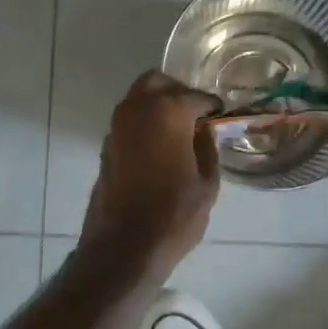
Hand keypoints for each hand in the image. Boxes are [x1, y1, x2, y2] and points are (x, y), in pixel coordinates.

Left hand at [80, 71, 221, 277]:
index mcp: (168, 112)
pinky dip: (144, 123)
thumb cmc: (174, 215)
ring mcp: (117, 127)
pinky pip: (129, 121)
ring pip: (138, 98)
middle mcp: (138, 109)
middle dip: (178, 92)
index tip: (221, 115)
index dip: (212, 106)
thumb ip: (208, 148)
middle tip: (196, 113)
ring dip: (158, 105)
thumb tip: (205, 130)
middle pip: (157, 82)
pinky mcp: (106, 146)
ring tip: (179, 130)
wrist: (124, 246)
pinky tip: (160, 147)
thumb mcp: (207, 183)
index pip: (196, 96)